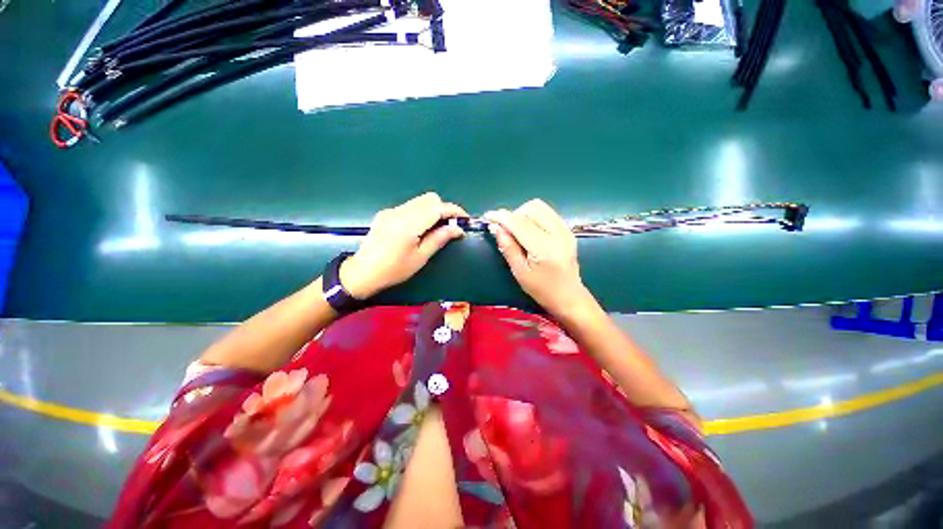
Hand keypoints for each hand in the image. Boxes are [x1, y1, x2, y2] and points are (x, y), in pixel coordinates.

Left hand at [339, 192, 466, 298]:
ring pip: (420, 201)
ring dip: (433, 210)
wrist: (363, 272)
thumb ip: (439, 239)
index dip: (454, 211)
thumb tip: (458, 229)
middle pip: (429, 199)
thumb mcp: (420, 257)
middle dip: (443, 209)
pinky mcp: (386, 213)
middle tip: (449, 226)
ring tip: (436, 228)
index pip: (437, 208)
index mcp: (408, 224)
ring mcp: (391, 211)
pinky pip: (410, 206)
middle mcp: (399, 212)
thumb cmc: (394, 270)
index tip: (465, 219)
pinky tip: (420, 228)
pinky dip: (421, 213)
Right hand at [484, 199, 591, 317]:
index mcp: (545, 248)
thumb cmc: (542, 289)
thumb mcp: (520, 272)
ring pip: (539, 206)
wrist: (569, 296)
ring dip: (523, 213)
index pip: (520, 223)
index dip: (501, 217)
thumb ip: (508, 247)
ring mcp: (565, 229)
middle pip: (531, 209)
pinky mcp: (567, 229)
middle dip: (513, 215)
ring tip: (516, 230)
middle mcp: (558, 233)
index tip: (488, 216)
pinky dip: (533, 216)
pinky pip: (547, 212)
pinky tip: (529, 230)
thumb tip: (495, 227)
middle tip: (505, 230)